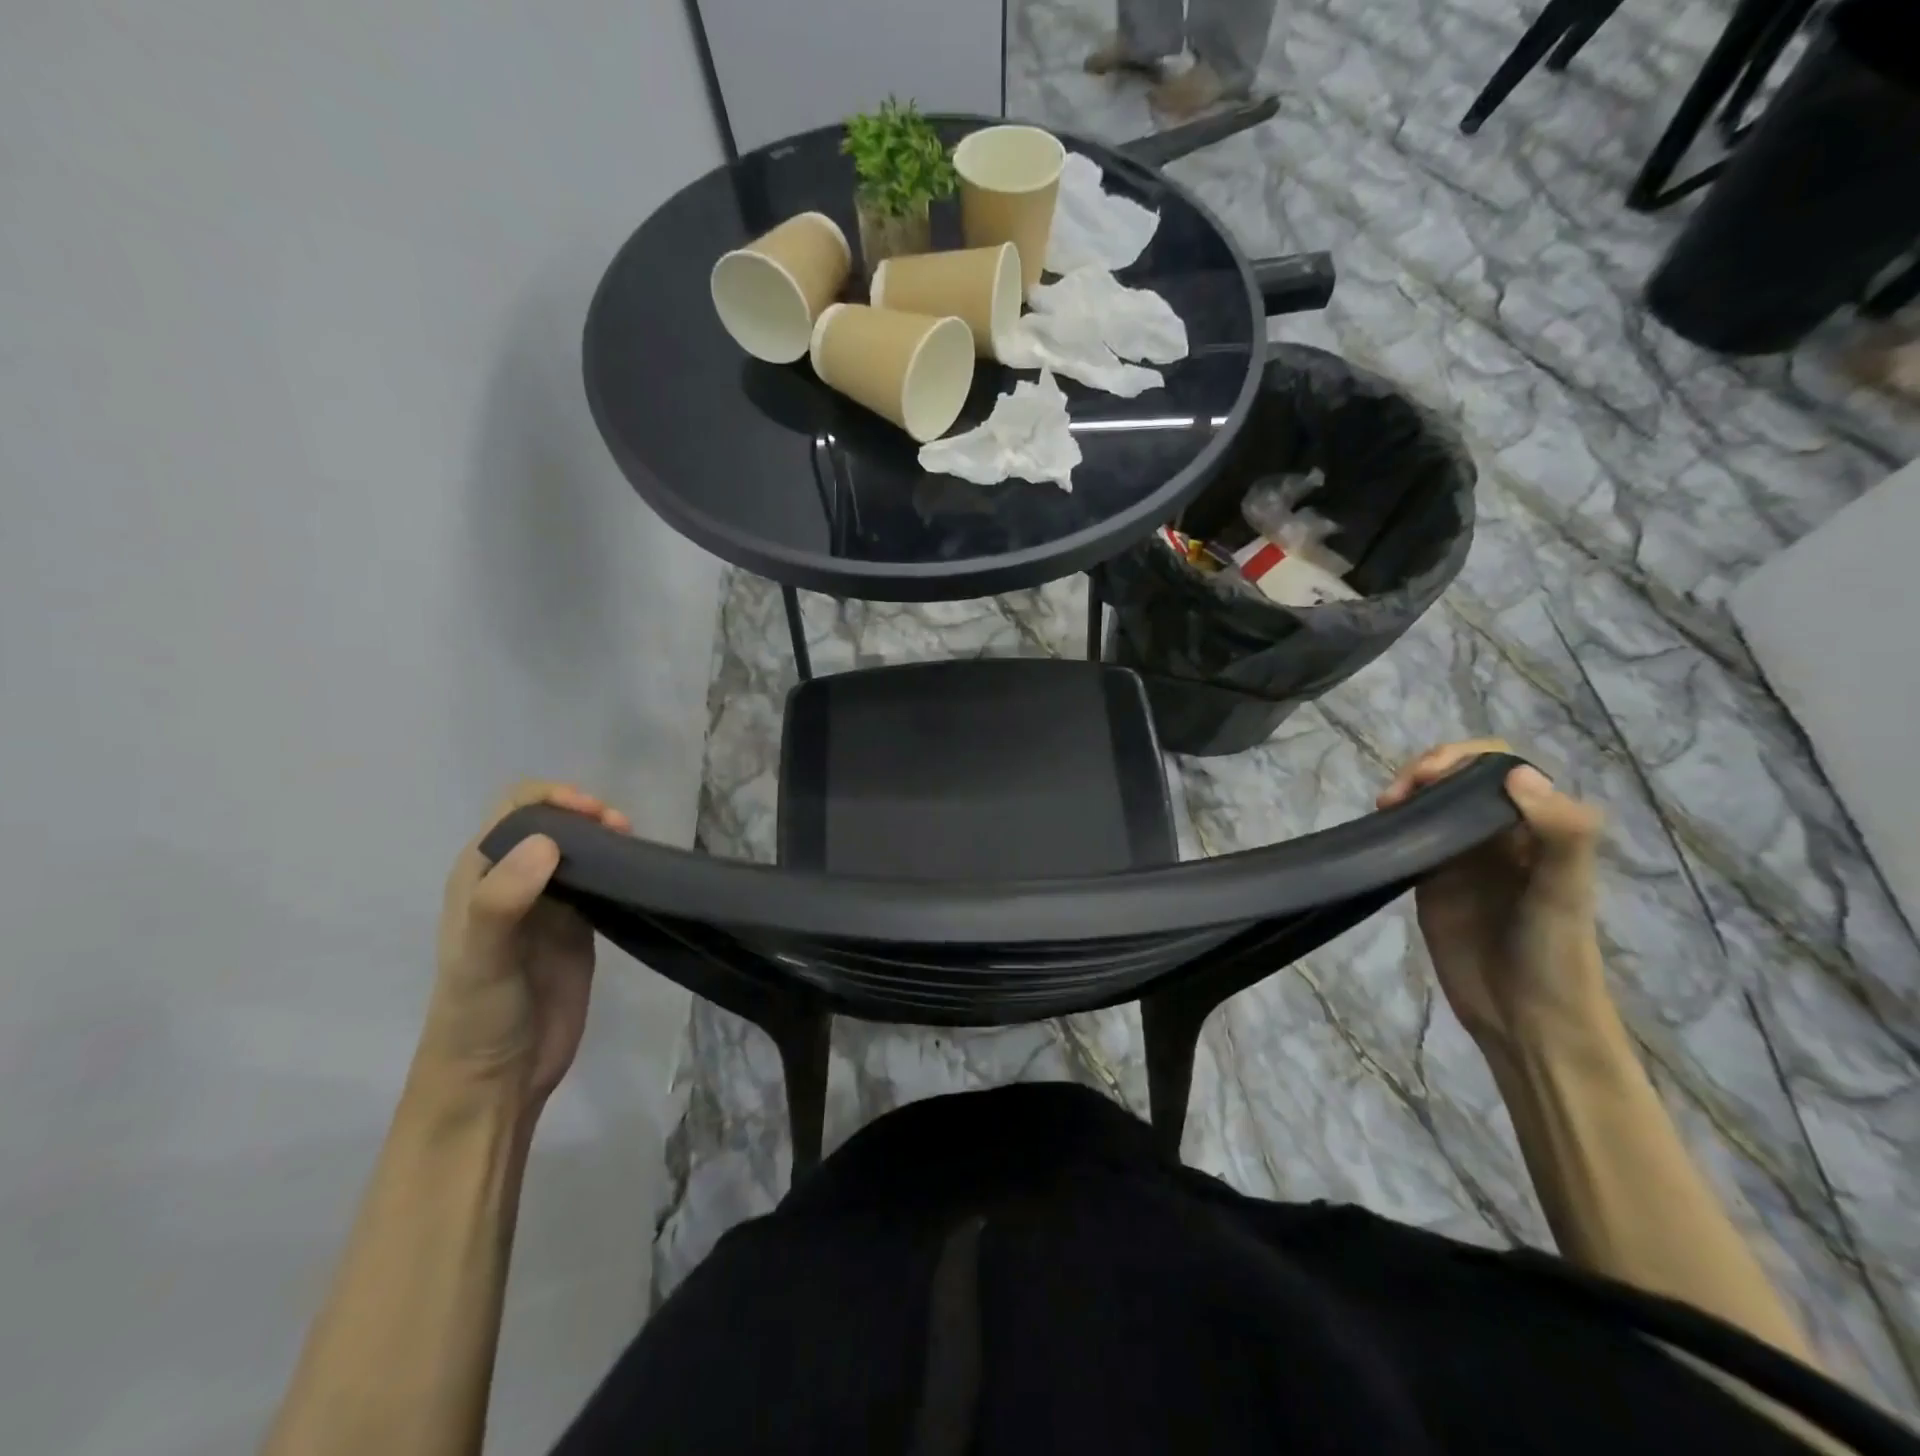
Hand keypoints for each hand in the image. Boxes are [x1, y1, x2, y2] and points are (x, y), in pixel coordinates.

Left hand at [414, 783, 630, 1111]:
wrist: (498, 1078)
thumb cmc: (479, 1015)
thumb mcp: (483, 958)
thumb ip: (503, 901)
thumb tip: (547, 842)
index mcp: (480, 875)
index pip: (516, 811)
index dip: (552, 800)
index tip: (590, 814)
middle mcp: (514, 880)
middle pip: (552, 823)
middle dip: (585, 814)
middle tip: (621, 830)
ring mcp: (549, 904)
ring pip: (579, 849)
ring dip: (605, 838)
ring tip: (634, 848)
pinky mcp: (578, 927)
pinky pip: (599, 881)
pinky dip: (619, 868)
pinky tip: (638, 873)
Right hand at [1377, 740, 1612, 1054]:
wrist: (1525, 1019)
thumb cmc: (1555, 955)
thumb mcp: (1565, 892)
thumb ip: (1559, 832)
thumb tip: (1515, 773)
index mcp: (1536, 826)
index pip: (1500, 765)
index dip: (1463, 758)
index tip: (1430, 777)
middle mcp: (1498, 833)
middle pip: (1459, 777)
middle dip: (1427, 770)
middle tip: (1397, 794)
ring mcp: (1462, 856)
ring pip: (1432, 802)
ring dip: (1407, 792)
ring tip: (1384, 807)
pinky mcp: (1431, 880)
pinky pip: (1411, 836)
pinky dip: (1393, 823)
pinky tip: (1379, 828)